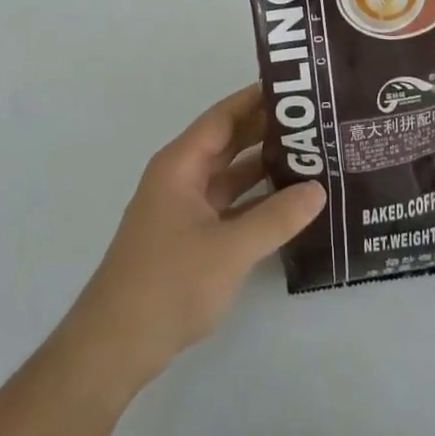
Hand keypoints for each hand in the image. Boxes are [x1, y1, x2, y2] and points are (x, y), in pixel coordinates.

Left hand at [63, 84, 325, 386]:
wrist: (115, 347)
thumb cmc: (168, 284)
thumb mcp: (230, 249)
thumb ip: (276, 217)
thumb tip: (319, 189)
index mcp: (181, 164)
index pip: (224, 117)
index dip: (257, 99)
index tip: (297, 88)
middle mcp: (181, 178)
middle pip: (229, 142)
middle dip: (268, 131)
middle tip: (315, 122)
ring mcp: (184, 209)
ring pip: (231, 176)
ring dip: (265, 167)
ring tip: (311, 157)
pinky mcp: (190, 238)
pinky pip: (229, 205)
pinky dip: (256, 201)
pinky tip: (289, 204)